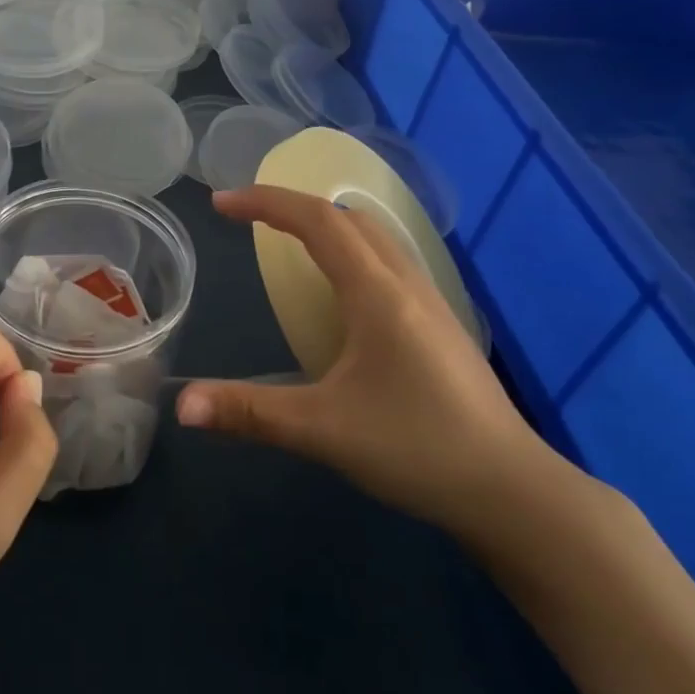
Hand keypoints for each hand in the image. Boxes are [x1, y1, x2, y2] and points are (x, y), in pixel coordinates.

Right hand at [176, 186, 561, 538]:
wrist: (512, 491)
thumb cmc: (416, 449)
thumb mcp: (322, 430)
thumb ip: (249, 412)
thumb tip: (182, 406)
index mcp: (376, 294)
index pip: (318, 221)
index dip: (266, 202)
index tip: (221, 204)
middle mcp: (406, 284)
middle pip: (347, 219)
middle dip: (293, 208)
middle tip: (248, 220)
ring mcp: (431, 303)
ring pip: (374, 238)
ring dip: (326, 227)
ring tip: (286, 244)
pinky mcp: (441, 326)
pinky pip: (388, 263)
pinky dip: (350, 252)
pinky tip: (339, 293)